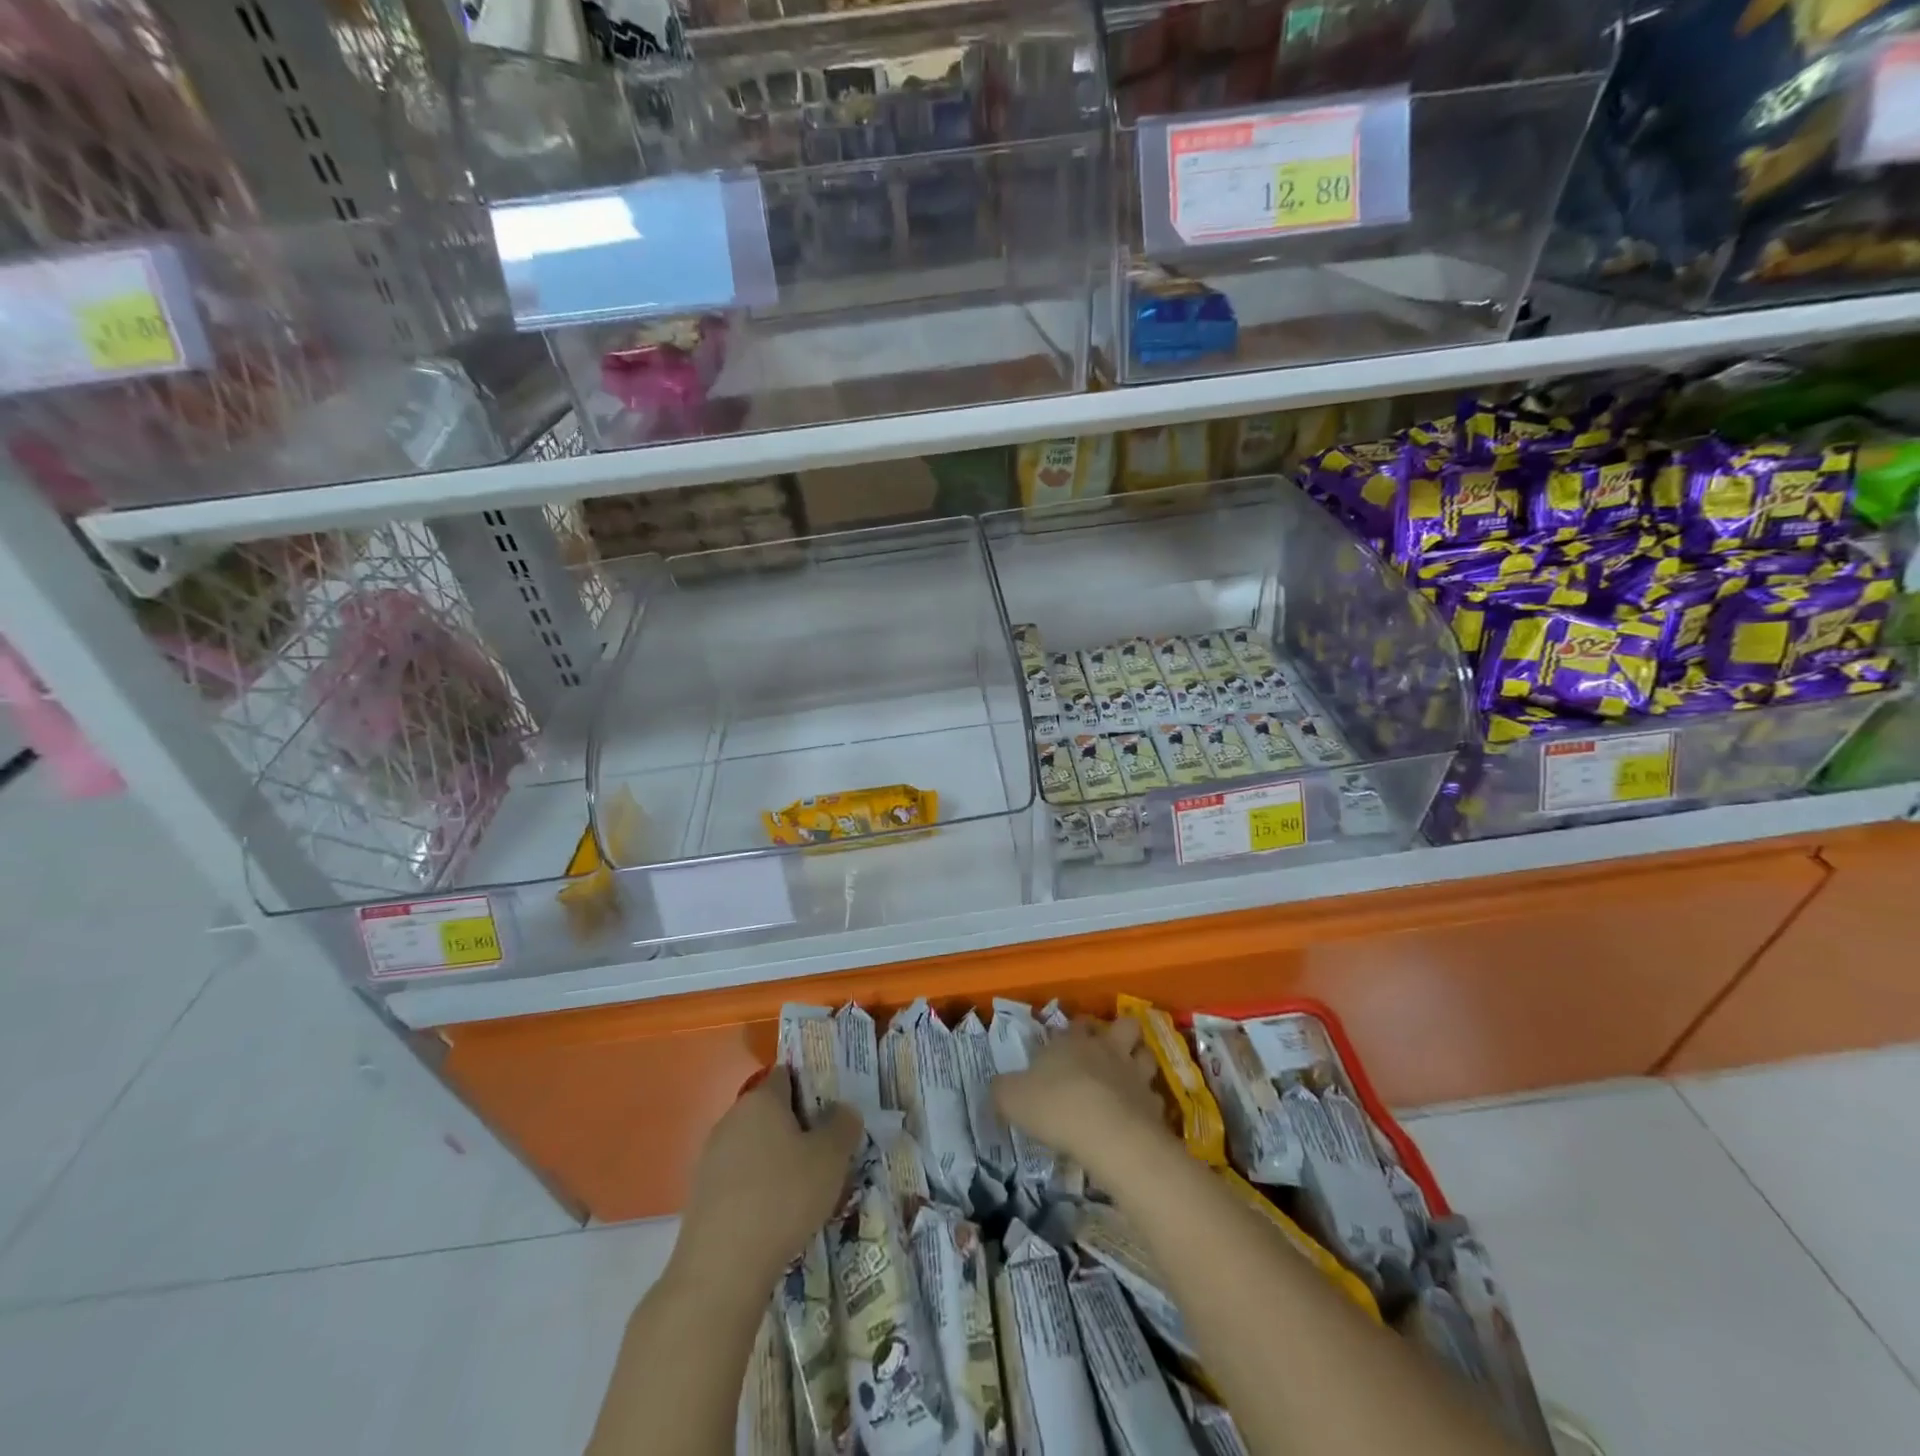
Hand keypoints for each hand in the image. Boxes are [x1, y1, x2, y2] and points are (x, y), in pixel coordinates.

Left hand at [678, 1066, 862, 1284]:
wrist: (721, 1269)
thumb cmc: (783, 1197)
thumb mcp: (832, 1158)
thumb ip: (843, 1125)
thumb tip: (843, 1110)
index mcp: (761, 1099)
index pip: (788, 1075)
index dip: (812, 1087)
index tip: (832, 1111)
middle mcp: (732, 1118)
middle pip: (771, 1112)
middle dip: (797, 1127)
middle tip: (825, 1153)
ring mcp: (711, 1157)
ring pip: (754, 1146)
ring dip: (777, 1160)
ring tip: (804, 1190)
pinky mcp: (701, 1194)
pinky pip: (739, 1178)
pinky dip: (758, 1188)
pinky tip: (775, 1216)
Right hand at [992, 1016, 1174, 1186]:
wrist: (1107, 1134)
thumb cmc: (1055, 1106)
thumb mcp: (1011, 1098)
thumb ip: (1004, 1090)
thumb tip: (999, 1087)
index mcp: (1073, 1041)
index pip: (1078, 1023)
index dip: (1076, 1029)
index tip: (1068, 1041)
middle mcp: (1107, 1050)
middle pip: (1125, 1026)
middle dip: (1120, 1033)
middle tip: (1109, 1051)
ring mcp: (1135, 1075)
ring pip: (1146, 1056)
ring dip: (1139, 1064)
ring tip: (1129, 1079)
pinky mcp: (1154, 1106)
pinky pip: (1155, 1099)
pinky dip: (1148, 1105)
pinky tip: (1138, 1117)